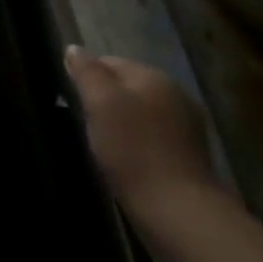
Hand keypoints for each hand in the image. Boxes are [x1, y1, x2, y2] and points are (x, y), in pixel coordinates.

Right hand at [62, 46, 220, 224]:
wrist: (178, 212)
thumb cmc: (133, 150)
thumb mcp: (100, 103)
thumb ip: (86, 71)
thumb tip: (74, 49)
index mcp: (154, 76)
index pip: (109, 62)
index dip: (86, 78)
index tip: (72, 101)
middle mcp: (176, 95)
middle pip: (126, 88)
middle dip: (104, 101)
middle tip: (85, 125)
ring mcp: (187, 127)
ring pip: (140, 114)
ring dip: (121, 124)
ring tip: (103, 146)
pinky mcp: (190, 157)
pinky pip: (152, 138)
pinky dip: (137, 145)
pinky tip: (126, 162)